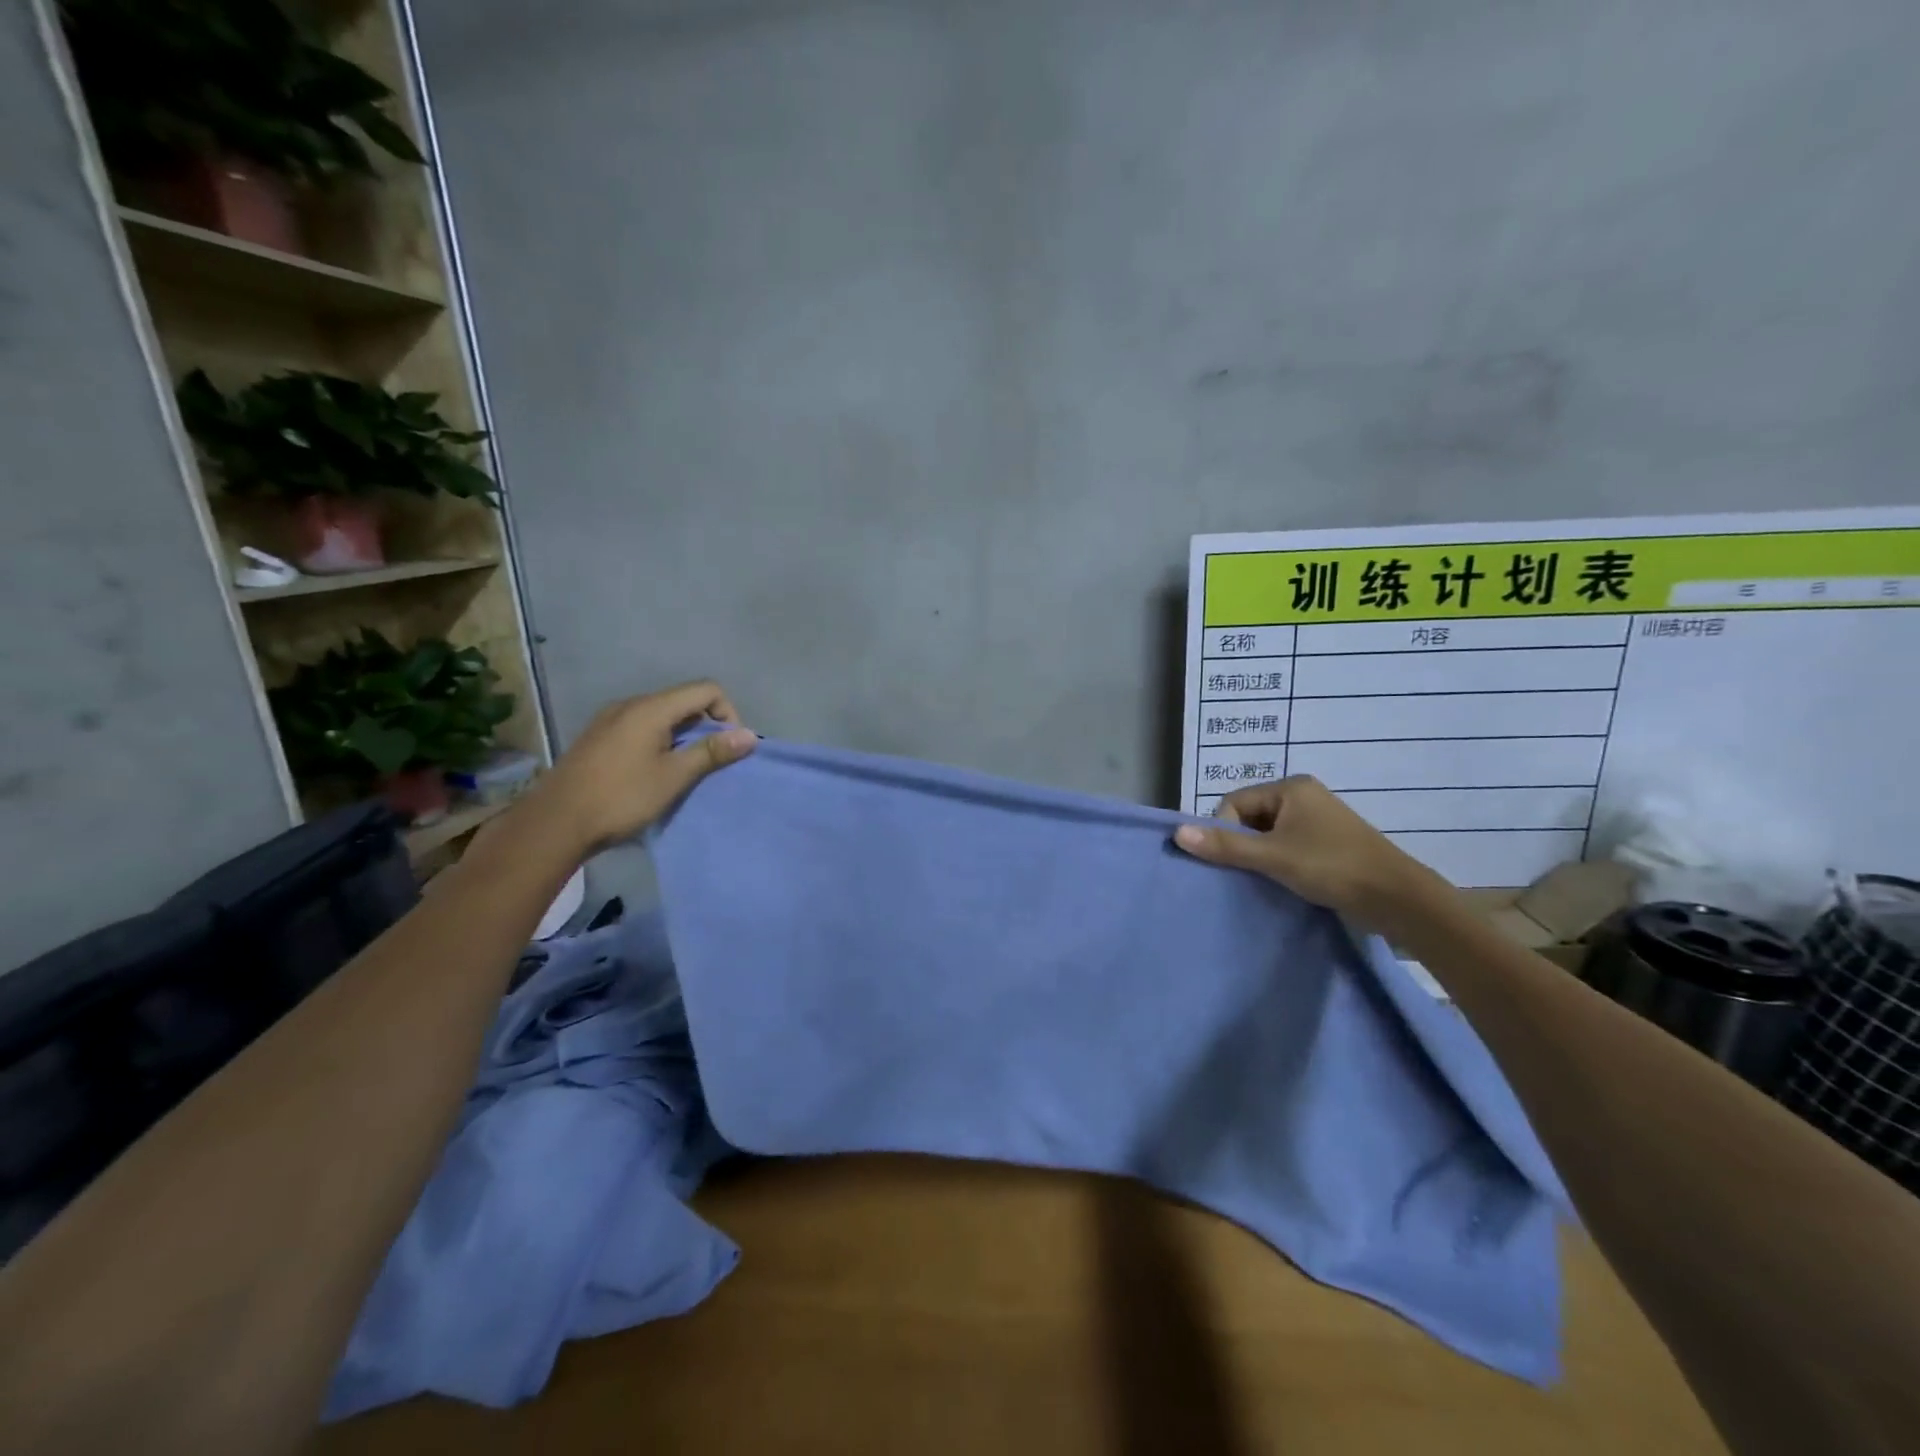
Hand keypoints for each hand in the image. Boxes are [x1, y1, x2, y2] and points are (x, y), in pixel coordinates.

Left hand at [526, 681, 756, 854]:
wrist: (555, 823)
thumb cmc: (621, 798)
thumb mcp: (674, 777)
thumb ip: (712, 752)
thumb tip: (749, 735)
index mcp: (650, 708)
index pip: (706, 690)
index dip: (727, 713)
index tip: (729, 747)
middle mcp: (630, 704)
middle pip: (683, 700)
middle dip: (707, 725)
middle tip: (712, 761)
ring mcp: (610, 720)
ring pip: (662, 715)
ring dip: (683, 735)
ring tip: (686, 769)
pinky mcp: (598, 737)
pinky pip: (641, 727)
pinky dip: (660, 741)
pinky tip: (655, 771)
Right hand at [1173, 776, 1446, 930]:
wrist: (1398, 899)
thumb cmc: (1332, 867)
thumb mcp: (1273, 857)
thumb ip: (1225, 846)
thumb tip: (1177, 834)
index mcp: (1291, 787)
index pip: (1235, 803)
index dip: (1225, 831)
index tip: (1233, 861)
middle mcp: (1303, 796)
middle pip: (1250, 817)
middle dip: (1243, 844)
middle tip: (1249, 872)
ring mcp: (1318, 819)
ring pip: (1268, 834)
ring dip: (1260, 856)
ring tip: (1267, 879)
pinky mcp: (1328, 842)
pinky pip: (1287, 845)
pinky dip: (1279, 862)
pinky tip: (1284, 882)